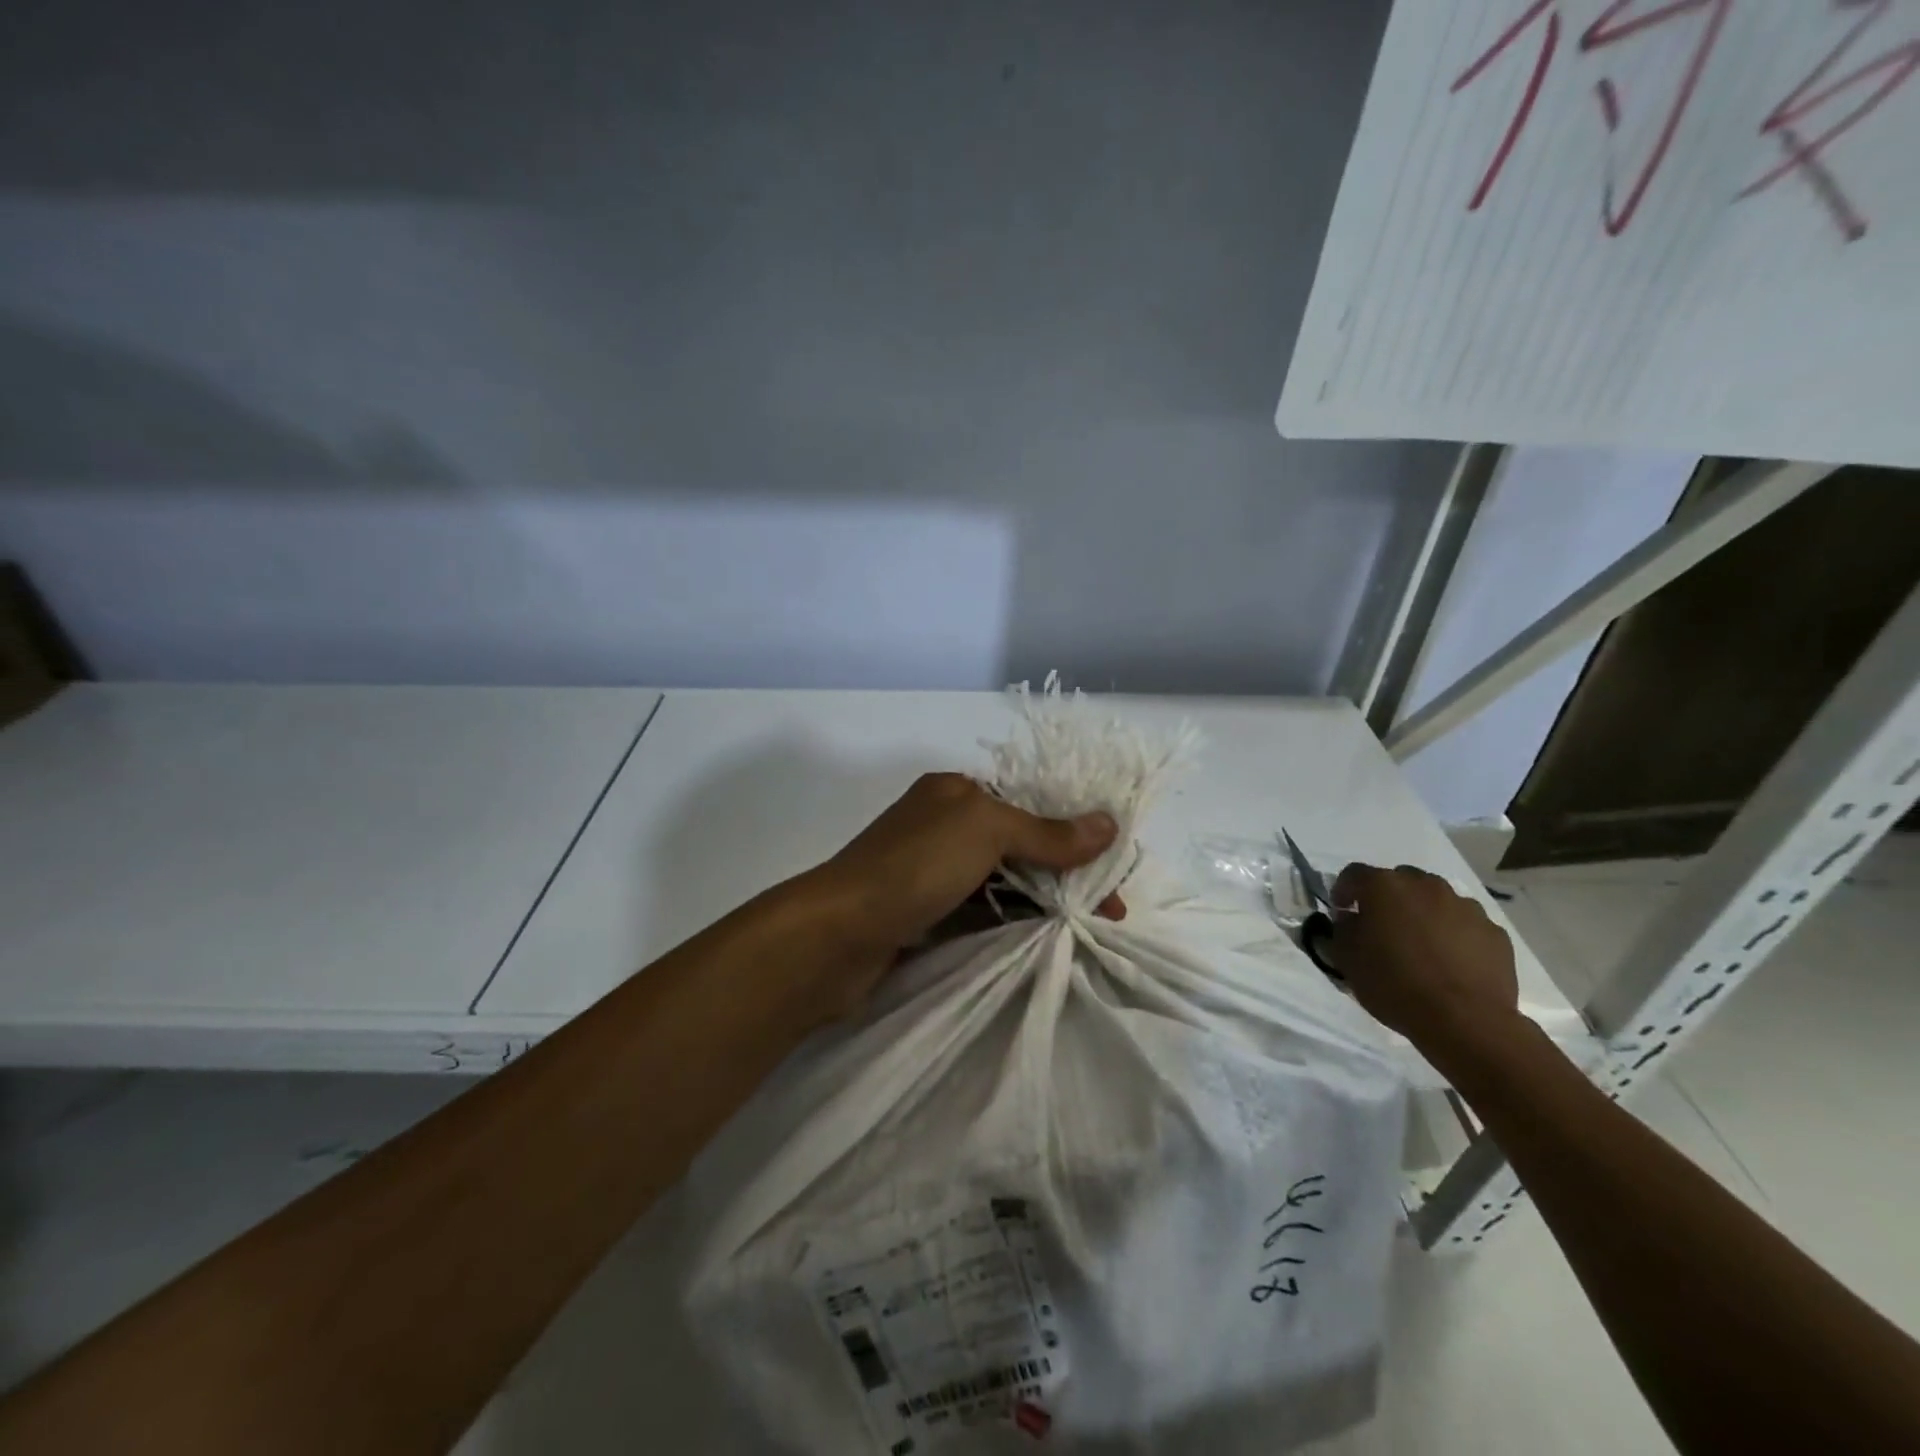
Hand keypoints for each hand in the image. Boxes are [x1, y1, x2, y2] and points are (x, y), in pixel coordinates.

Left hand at [797, 773, 1122, 1015]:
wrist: (837, 933)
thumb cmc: (915, 866)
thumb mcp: (986, 832)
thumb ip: (1047, 832)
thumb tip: (1109, 823)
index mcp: (956, 792)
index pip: (1030, 803)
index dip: (1075, 830)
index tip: (1113, 868)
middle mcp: (945, 825)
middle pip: (1020, 844)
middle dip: (1066, 872)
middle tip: (1109, 911)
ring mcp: (932, 872)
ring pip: (1002, 881)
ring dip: (1043, 901)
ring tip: (1086, 929)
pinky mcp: (924, 914)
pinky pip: (980, 912)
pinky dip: (1011, 922)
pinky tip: (1042, 940)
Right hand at [1327, 863, 1519, 1055]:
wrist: (1465, 1021)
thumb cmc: (1395, 984)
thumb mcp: (1347, 959)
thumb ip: (1342, 930)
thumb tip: (1351, 919)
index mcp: (1384, 886)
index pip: (1353, 874)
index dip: (1343, 891)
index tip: (1342, 912)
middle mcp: (1426, 885)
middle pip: (1399, 881)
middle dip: (1388, 900)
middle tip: (1383, 928)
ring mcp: (1465, 907)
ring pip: (1436, 900)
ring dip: (1423, 914)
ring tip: (1421, 947)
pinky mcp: (1494, 932)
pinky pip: (1465, 925)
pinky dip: (1454, 935)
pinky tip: (1450, 962)